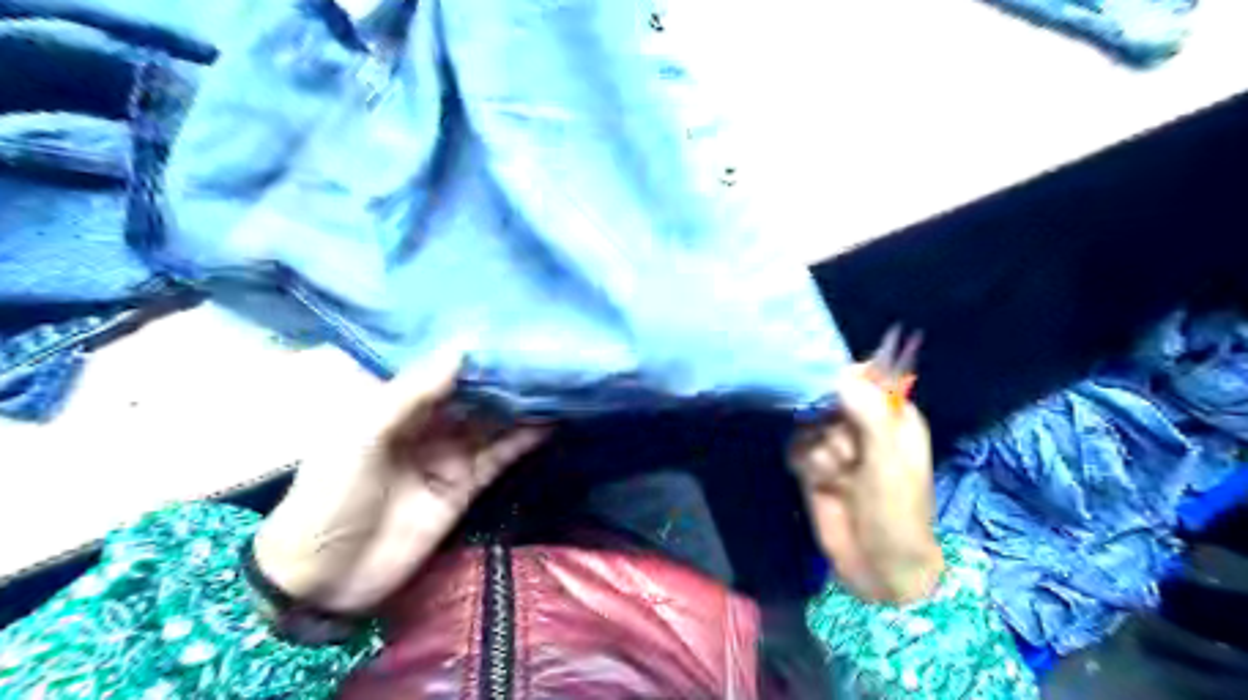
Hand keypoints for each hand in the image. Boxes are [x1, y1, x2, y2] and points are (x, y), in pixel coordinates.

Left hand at [252, 347, 547, 611]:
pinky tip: (552, 420)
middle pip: (473, 394)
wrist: (325, 579)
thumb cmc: (330, 497)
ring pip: (493, 422)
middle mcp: (427, 424)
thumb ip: (412, 393)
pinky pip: (500, 455)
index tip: (509, 329)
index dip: (472, 351)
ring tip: (557, 380)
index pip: (441, 369)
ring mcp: (449, 454)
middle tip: (544, 351)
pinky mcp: (466, 484)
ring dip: (522, 404)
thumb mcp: (362, 436)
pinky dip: (525, 439)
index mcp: (395, 404)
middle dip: (504, 375)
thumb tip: (461, 349)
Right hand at [793, 369, 941, 603]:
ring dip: (818, 448)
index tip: (832, 392)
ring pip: (808, 422)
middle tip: (843, 449)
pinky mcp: (813, 466)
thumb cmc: (896, 512)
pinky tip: (819, 481)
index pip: (864, 377)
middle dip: (828, 421)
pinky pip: (796, 446)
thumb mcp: (888, 460)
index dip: (844, 379)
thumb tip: (840, 374)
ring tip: (836, 474)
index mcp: (892, 417)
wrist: (877, 567)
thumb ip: (868, 413)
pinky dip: (804, 462)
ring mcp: (835, 446)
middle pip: (827, 397)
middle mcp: (862, 425)